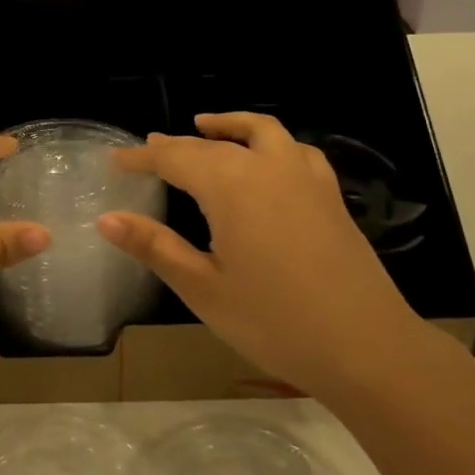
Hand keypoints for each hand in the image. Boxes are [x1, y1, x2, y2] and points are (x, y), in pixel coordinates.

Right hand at [98, 113, 422, 400]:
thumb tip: (106, 219)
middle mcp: (267, 167)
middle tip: (148, 151)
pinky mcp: (329, 195)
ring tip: (205, 126)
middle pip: (212, 144)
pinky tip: (266, 162)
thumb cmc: (275, 322)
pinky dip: (269, 142)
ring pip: (259, 132)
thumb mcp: (204, 288)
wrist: (368, 348)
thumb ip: (154, 246)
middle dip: (176, 145)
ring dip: (228, 126)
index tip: (115, 161)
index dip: (141, 158)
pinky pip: (294, 150)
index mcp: (231, 185)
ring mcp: (305, 177)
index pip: (174, 157)